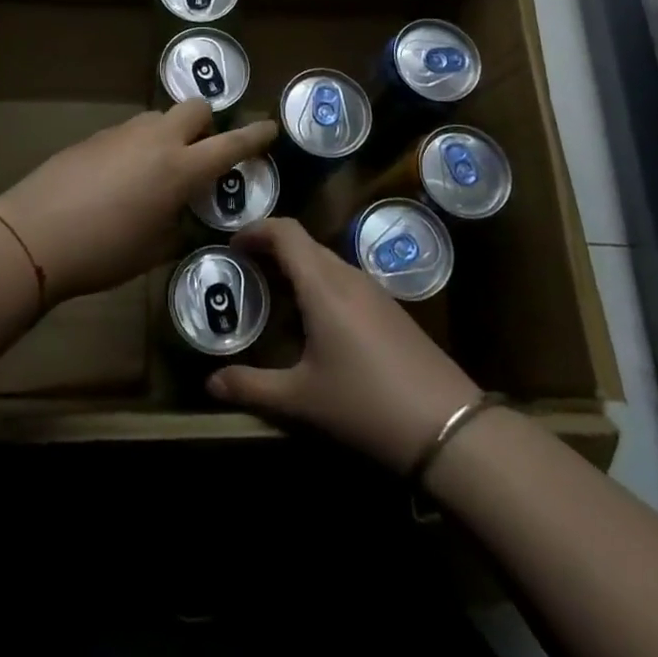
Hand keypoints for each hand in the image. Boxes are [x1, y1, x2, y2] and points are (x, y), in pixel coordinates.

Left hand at [0, 101, 276, 305]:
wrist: (35, 233)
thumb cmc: (104, 251)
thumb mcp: (154, 250)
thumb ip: (178, 224)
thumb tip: (181, 213)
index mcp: (181, 169)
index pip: (230, 144)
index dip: (255, 136)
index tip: (270, 126)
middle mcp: (157, 140)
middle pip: (195, 108)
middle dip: (207, 123)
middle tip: (201, 153)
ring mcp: (123, 133)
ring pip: (160, 117)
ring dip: (170, 133)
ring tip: (158, 170)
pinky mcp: (96, 136)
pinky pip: (131, 132)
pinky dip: (139, 146)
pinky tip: (121, 178)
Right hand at [207, 217, 480, 472]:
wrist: (448, 426)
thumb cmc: (365, 404)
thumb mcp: (301, 400)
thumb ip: (251, 387)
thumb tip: (210, 384)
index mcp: (323, 285)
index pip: (285, 232)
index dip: (256, 230)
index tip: (232, 245)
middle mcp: (348, 276)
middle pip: (304, 244)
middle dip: (271, 249)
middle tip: (244, 271)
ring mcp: (374, 291)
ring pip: (326, 262)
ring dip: (297, 267)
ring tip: (273, 295)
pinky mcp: (391, 309)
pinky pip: (345, 280)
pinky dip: (319, 284)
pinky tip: (314, 322)